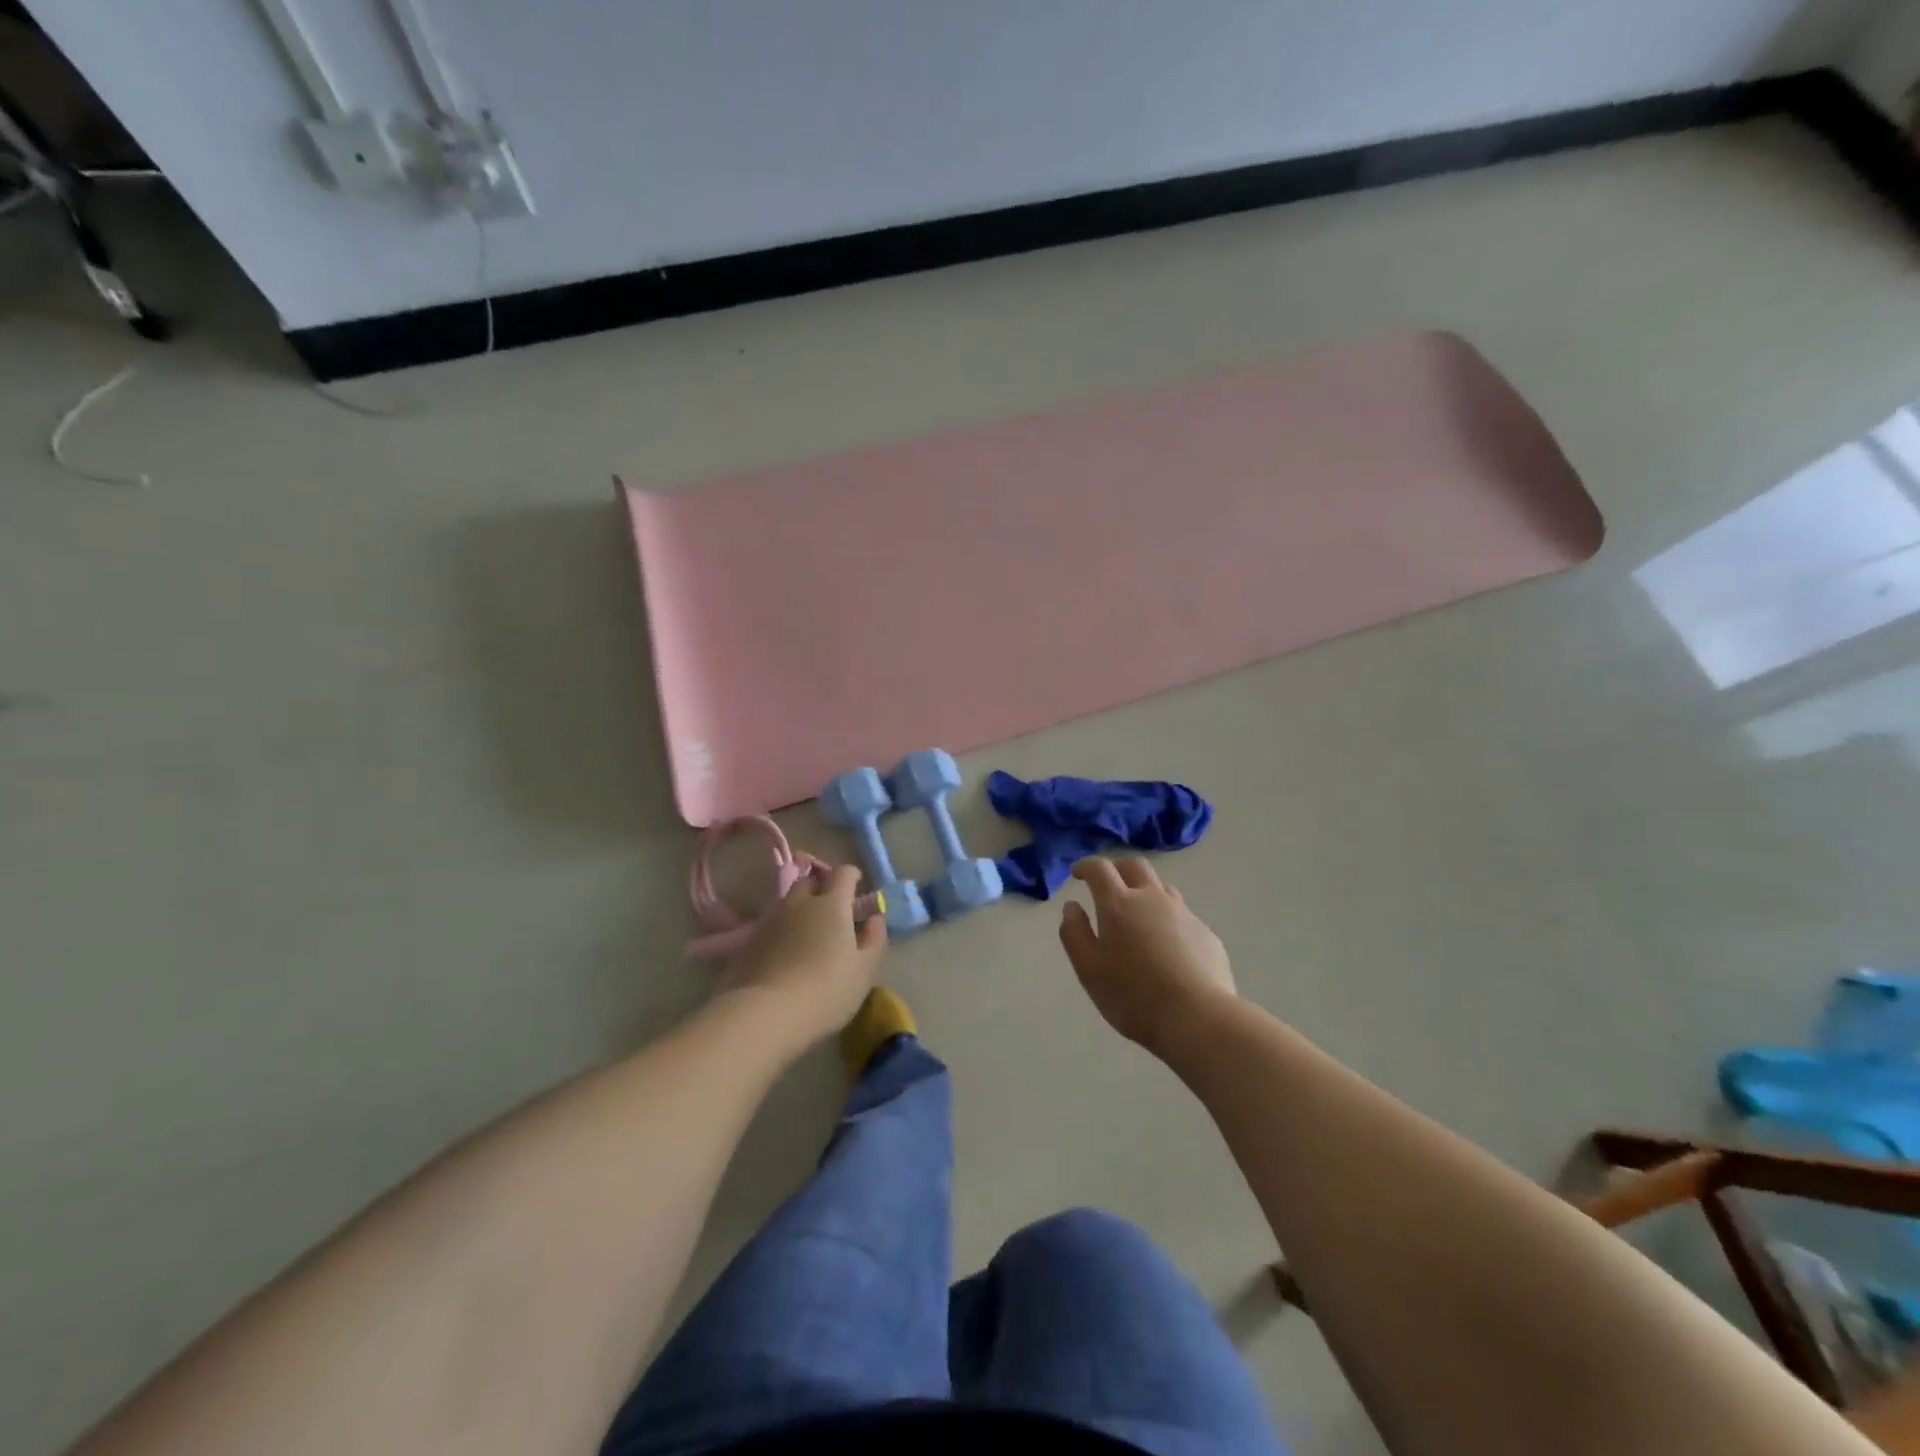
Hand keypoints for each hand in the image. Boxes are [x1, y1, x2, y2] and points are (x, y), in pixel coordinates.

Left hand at [717, 864, 887, 1043]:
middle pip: (810, 882)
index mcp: (831, 904)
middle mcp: (799, 902)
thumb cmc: (826, 990)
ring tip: (807, 935)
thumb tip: (875, 918)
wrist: (766, 1014)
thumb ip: (875, 939)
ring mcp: (770, 919)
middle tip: (832, 913)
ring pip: (787, 903)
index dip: (852, 877)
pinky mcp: (749, 940)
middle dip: (822, 890)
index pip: (843, 873)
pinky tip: (784, 954)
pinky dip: (781, 930)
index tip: (857, 890)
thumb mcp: (865, 970)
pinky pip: (771, 924)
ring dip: (799, 910)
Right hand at [1058, 857, 1234, 1058]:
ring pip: (1162, 887)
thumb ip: (1075, 933)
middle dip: (1117, 868)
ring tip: (1137, 912)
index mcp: (1119, 904)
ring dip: (1145, 890)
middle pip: (1135, 866)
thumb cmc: (1133, 995)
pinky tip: (1166, 945)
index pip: (1100, 869)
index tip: (1078, 873)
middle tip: (1107, 884)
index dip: (1086, 866)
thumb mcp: (1089, 969)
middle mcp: (1153, 898)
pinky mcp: (1206, 933)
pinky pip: (1182, 914)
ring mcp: (1184, 914)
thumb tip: (1072, 907)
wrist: (1198, 1018)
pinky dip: (1167, 918)